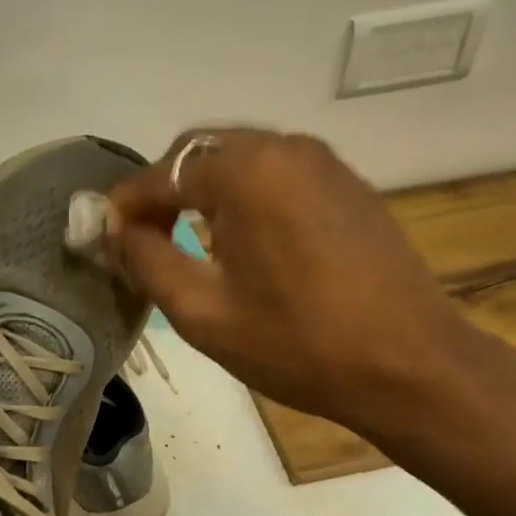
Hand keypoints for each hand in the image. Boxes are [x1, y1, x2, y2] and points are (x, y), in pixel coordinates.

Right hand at [104, 128, 475, 435]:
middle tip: (142, 236)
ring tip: (185, 236)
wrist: (413, 367)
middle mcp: (284, 147)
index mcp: (246, 171)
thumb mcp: (203, 312)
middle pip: (199, 151)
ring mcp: (322, 161)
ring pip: (238, 156)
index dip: (125, 204)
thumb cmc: (299, 344)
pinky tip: (240, 235)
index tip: (102, 235)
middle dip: (163, 189)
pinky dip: (243, 191)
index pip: (162, 173)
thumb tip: (117, 229)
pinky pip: (276, 170)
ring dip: (202, 188)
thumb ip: (147, 259)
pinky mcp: (346, 182)